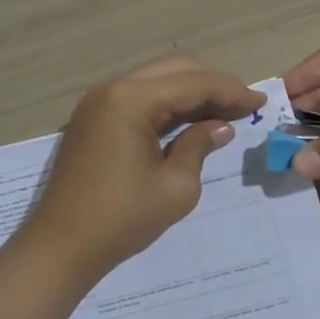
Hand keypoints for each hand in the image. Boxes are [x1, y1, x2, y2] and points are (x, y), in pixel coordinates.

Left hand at [22, 57, 266, 283]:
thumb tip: (219, 127)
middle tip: (244, 105)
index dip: (229, 90)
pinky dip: (167, 104)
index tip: (259, 102)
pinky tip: (190, 119)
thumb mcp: (175, 187)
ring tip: (225, 111)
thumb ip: (199, 146)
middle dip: (212, 84)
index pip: (192, 83)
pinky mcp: (93, 118)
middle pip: (173, 70)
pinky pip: (138, 97)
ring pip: (155, 81)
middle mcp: (112, 89)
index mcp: (130, 100)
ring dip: (190, 92)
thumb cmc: (121, 220)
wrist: (59, 248)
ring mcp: (98, 102)